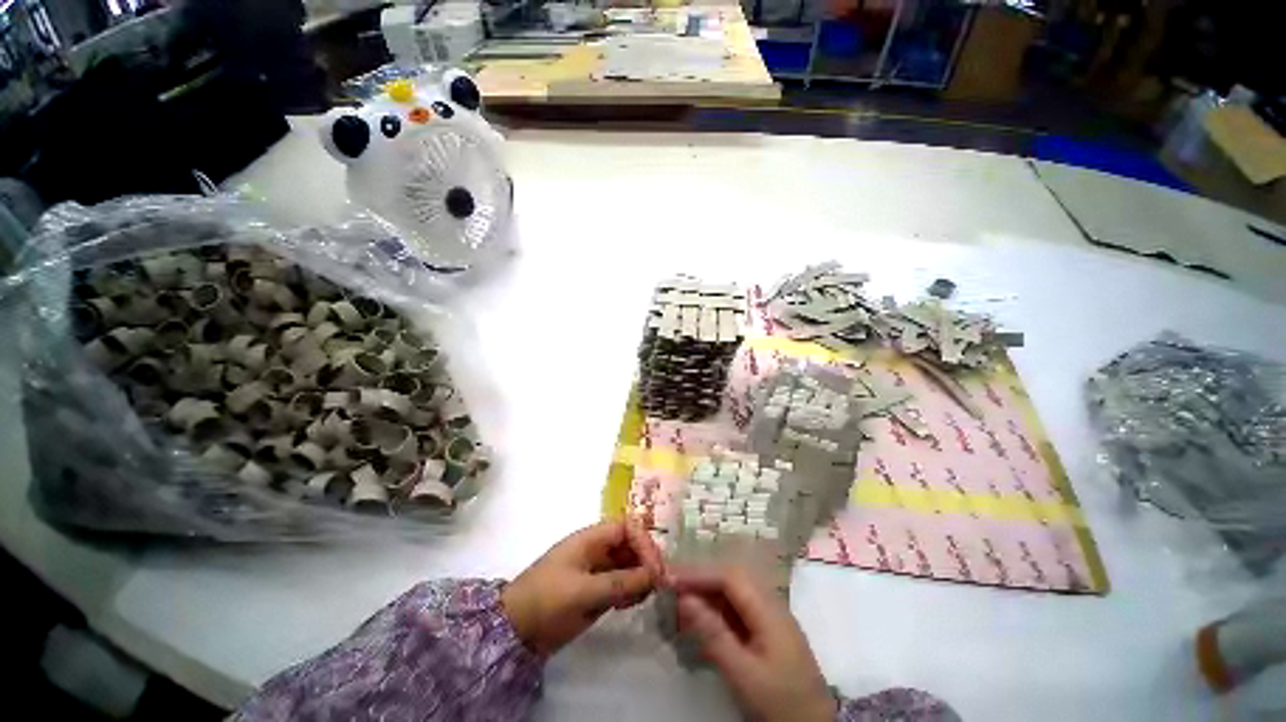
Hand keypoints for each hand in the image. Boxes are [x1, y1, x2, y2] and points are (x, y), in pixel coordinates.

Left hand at [502, 519, 662, 656]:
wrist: (514, 631)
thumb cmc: (546, 601)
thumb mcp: (583, 591)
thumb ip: (620, 583)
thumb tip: (655, 576)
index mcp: (591, 539)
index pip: (627, 527)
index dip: (644, 542)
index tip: (655, 568)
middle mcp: (597, 550)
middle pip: (630, 545)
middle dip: (646, 560)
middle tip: (658, 585)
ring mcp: (596, 570)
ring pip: (628, 565)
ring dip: (640, 577)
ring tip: (646, 596)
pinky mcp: (595, 590)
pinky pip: (621, 584)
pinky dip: (631, 590)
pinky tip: (634, 603)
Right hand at [670, 566, 836, 721]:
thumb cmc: (780, 704)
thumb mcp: (744, 674)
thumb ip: (714, 634)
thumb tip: (684, 598)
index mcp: (770, 611)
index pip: (730, 577)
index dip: (699, 573)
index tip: (670, 577)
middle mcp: (771, 605)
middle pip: (732, 578)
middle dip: (701, 577)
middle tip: (672, 584)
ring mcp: (771, 618)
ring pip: (734, 592)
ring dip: (707, 591)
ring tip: (680, 599)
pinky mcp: (768, 632)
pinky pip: (738, 609)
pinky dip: (716, 609)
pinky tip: (701, 618)